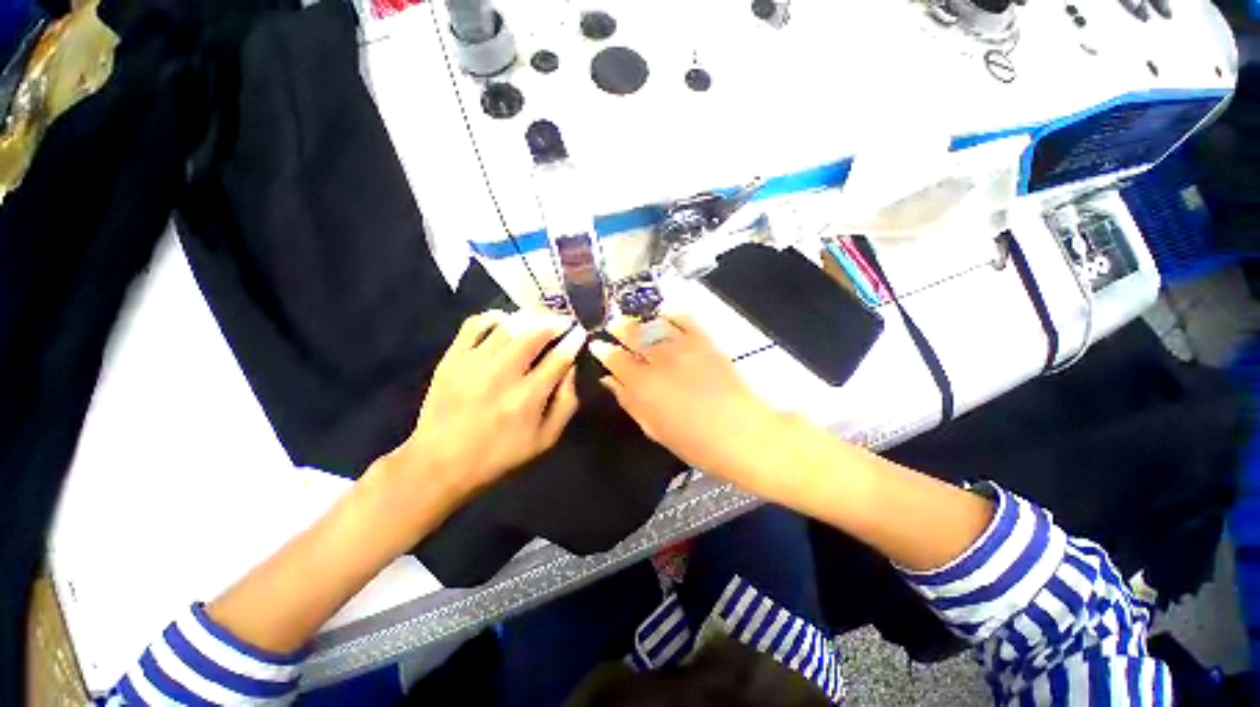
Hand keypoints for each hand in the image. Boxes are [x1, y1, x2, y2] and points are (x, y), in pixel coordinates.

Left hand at [384, 310, 584, 506]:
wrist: (440, 463)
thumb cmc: (500, 454)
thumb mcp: (545, 439)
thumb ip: (566, 403)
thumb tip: (571, 368)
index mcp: (528, 398)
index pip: (559, 358)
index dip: (573, 341)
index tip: (579, 333)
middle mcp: (503, 375)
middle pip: (535, 334)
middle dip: (554, 323)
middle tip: (562, 322)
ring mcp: (474, 363)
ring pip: (508, 326)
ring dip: (529, 318)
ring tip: (539, 320)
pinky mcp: (452, 359)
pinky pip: (474, 325)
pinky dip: (493, 317)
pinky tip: (504, 320)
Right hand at [589, 309, 790, 488]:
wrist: (743, 434)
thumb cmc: (695, 443)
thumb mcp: (654, 429)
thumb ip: (629, 402)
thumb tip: (610, 382)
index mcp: (642, 385)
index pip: (615, 359)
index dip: (603, 350)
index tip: (597, 345)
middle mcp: (659, 360)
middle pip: (632, 334)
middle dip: (619, 327)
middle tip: (613, 324)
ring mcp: (683, 347)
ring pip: (654, 324)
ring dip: (640, 319)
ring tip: (634, 318)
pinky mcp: (705, 342)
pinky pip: (685, 319)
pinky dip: (672, 312)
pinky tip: (664, 311)